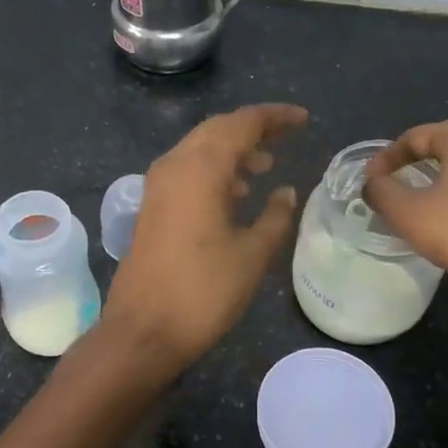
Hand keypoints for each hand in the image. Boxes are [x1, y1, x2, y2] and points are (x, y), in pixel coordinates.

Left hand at [103, 103, 307, 372]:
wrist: (143, 331)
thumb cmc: (204, 292)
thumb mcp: (252, 254)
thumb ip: (275, 215)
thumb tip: (286, 191)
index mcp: (201, 168)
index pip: (242, 123)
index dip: (275, 117)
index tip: (304, 120)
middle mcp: (174, 165)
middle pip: (217, 129)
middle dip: (253, 129)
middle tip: (287, 138)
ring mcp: (158, 186)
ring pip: (200, 149)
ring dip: (233, 150)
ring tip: (267, 165)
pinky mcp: (152, 206)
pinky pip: (187, 171)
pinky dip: (215, 170)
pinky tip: (236, 193)